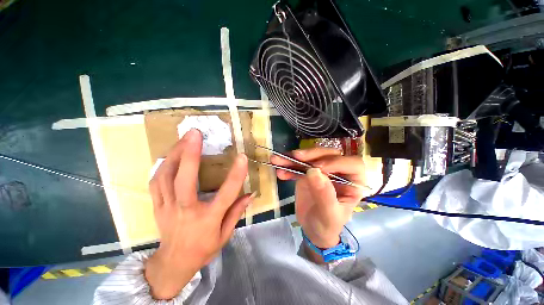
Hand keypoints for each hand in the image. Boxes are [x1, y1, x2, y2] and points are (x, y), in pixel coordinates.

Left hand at [145, 129, 252, 299]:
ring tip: (183, 139)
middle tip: (195, 134)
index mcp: (208, 219)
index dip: (236, 174)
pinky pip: (156, 182)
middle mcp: (185, 211)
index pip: (226, 194)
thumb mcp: (225, 235)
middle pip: (184, 180)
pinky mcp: (156, 206)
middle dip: (190, 154)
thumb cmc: (203, 249)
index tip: (242, 157)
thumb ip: (237, 212)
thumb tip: (250, 193)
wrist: (174, 263)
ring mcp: (167, 207)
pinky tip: (170, 155)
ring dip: (174, 154)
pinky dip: (163, 165)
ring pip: (165, 177)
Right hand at [271, 148, 369, 248]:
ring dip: (293, 158)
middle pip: (329, 155)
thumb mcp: (329, 215)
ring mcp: (322, 171)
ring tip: (278, 160)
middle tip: (295, 156)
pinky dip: (288, 167)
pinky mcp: (308, 173)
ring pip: (311, 157)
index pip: (353, 164)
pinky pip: (298, 166)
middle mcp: (339, 172)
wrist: (313, 229)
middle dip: (311, 155)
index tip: (317, 167)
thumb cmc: (327, 225)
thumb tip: (314, 172)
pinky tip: (280, 172)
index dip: (336, 162)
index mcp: (353, 182)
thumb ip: (324, 194)